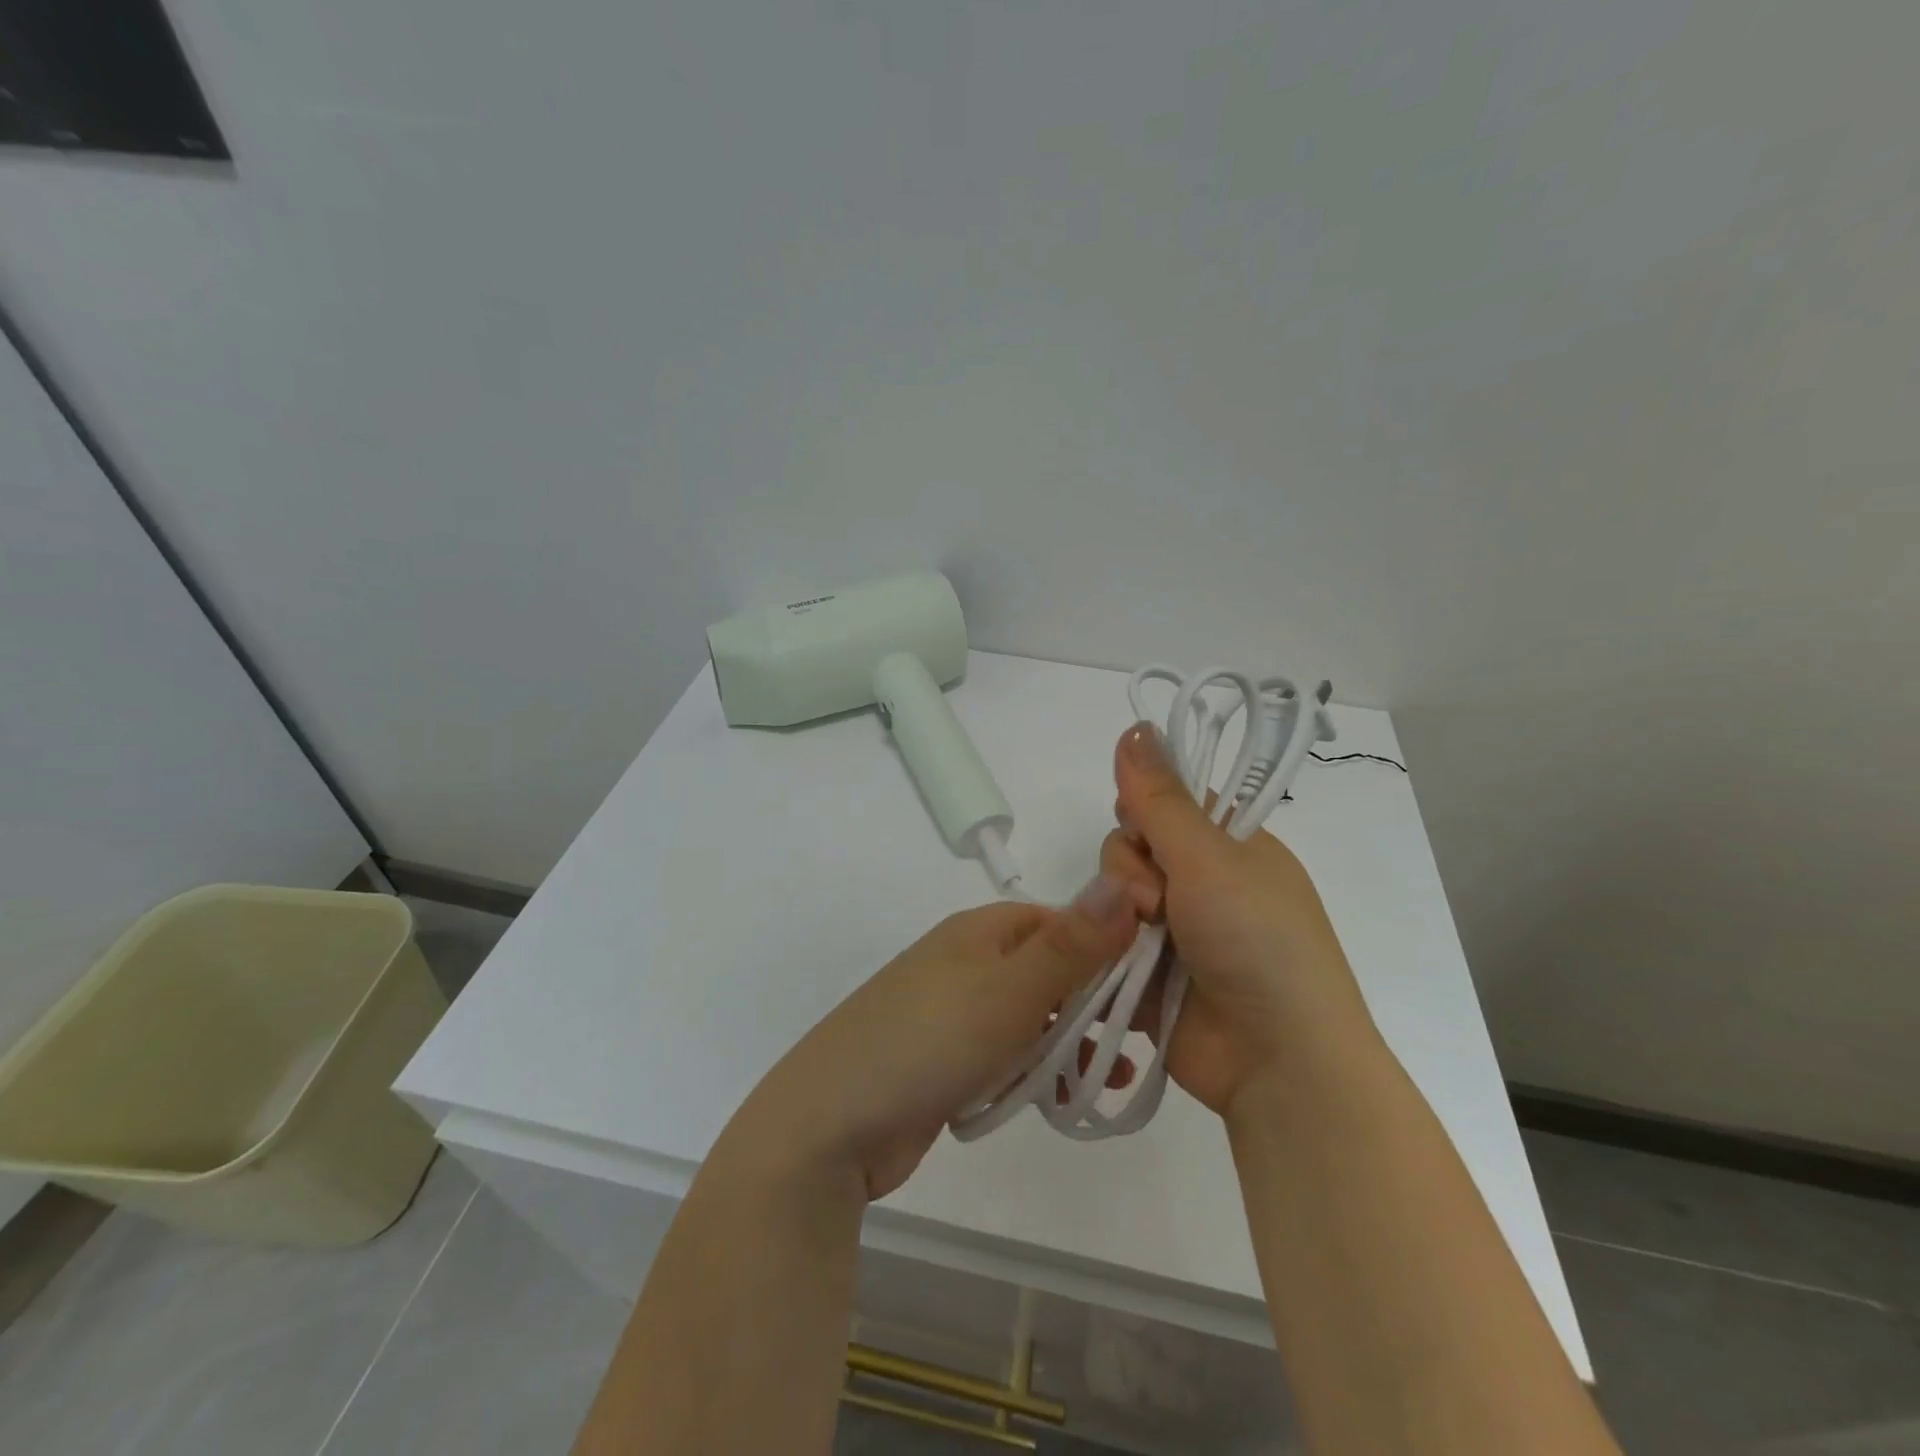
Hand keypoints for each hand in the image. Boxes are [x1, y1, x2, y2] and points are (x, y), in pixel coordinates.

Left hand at [726, 885, 1139, 1200]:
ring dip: (1070, 1044)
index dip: (1108, 947)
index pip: (1061, 922)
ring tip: (1109, 1080)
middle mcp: (968, 962)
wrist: (830, 1124)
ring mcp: (954, 1011)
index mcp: (981, 931)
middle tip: (1142, 1041)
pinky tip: (1062, 1100)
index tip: (1151, 987)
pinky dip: (1034, 1072)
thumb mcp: (1010, 990)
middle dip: (1094, 1005)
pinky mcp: (946, 1059)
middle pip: (1049, 971)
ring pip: (1031, 1018)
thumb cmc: (929, 1041)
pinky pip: (1005, 1055)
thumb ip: (1072, 945)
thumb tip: (1125, 882)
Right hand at [1099, 723, 1378, 1119]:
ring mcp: (1175, 932)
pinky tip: (1112, 963)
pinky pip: (1108, 942)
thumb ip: (1160, 798)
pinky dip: (1107, 949)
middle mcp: (1202, 884)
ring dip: (1120, 915)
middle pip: (1130, 848)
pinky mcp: (1148, 974)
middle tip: (1156, 904)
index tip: (1145, 831)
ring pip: (1114, 895)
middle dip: (1130, 872)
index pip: (1165, 804)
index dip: (1144, 812)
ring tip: (1143, 946)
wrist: (1279, 1062)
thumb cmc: (1257, 943)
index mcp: (1230, 848)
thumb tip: (1134, 725)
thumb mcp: (1209, 859)